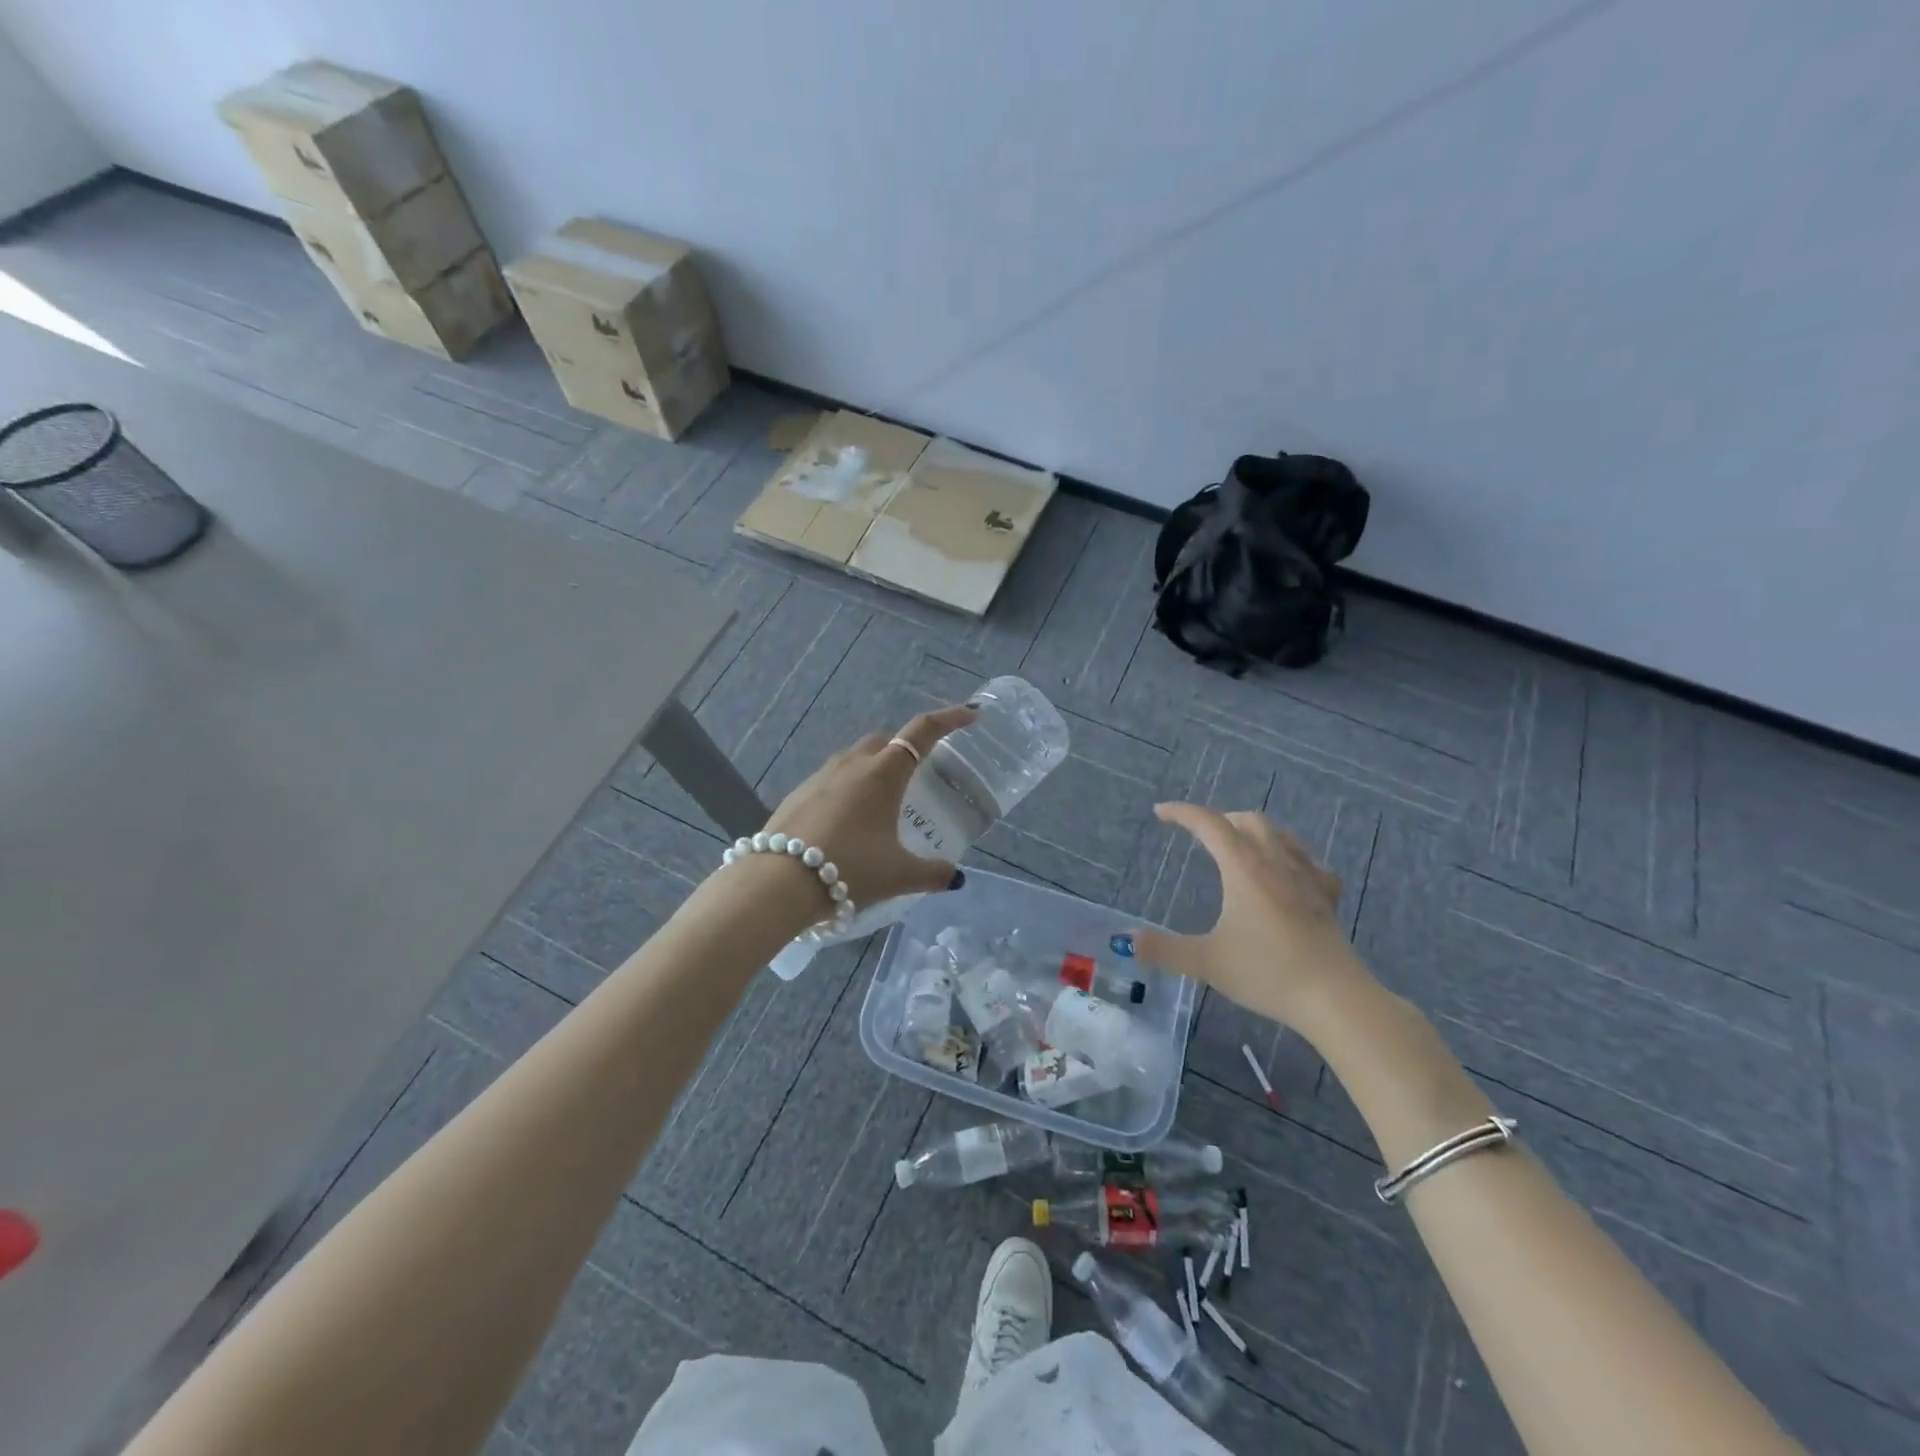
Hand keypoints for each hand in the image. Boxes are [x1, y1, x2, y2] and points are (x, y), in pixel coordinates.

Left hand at [757, 704, 977, 908]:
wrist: (778, 883)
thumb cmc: (850, 869)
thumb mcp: (899, 875)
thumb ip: (933, 873)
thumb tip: (955, 877)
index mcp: (883, 774)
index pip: (923, 732)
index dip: (949, 719)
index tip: (970, 715)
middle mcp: (851, 765)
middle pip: (885, 741)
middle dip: (905, 748)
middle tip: (919, 775)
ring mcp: (819, 777)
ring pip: (854, 759)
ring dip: (872, 769)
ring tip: (882, 803)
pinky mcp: (796, 794)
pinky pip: (830, 780)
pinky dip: (846, 790)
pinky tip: (847, 823)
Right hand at [1128, 803, 1371, 1028]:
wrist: (1334, 998)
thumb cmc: (1267, 972)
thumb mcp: (1206, 962)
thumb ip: (1164, 949)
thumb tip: (1127, 940)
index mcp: (1243, 868)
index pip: (1209, 824)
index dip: (1182, 813)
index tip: (1160, 812)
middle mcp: (1275, 862)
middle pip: (1248, 821)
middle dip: (1220, 819)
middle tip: (1199, 833)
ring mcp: (1307, 877)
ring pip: (1281, 835)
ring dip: (1255, 831)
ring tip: (1239, 845)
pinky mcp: (1327, 898)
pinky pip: (1308, 861)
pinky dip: (1290, 856)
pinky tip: (1288, 873)